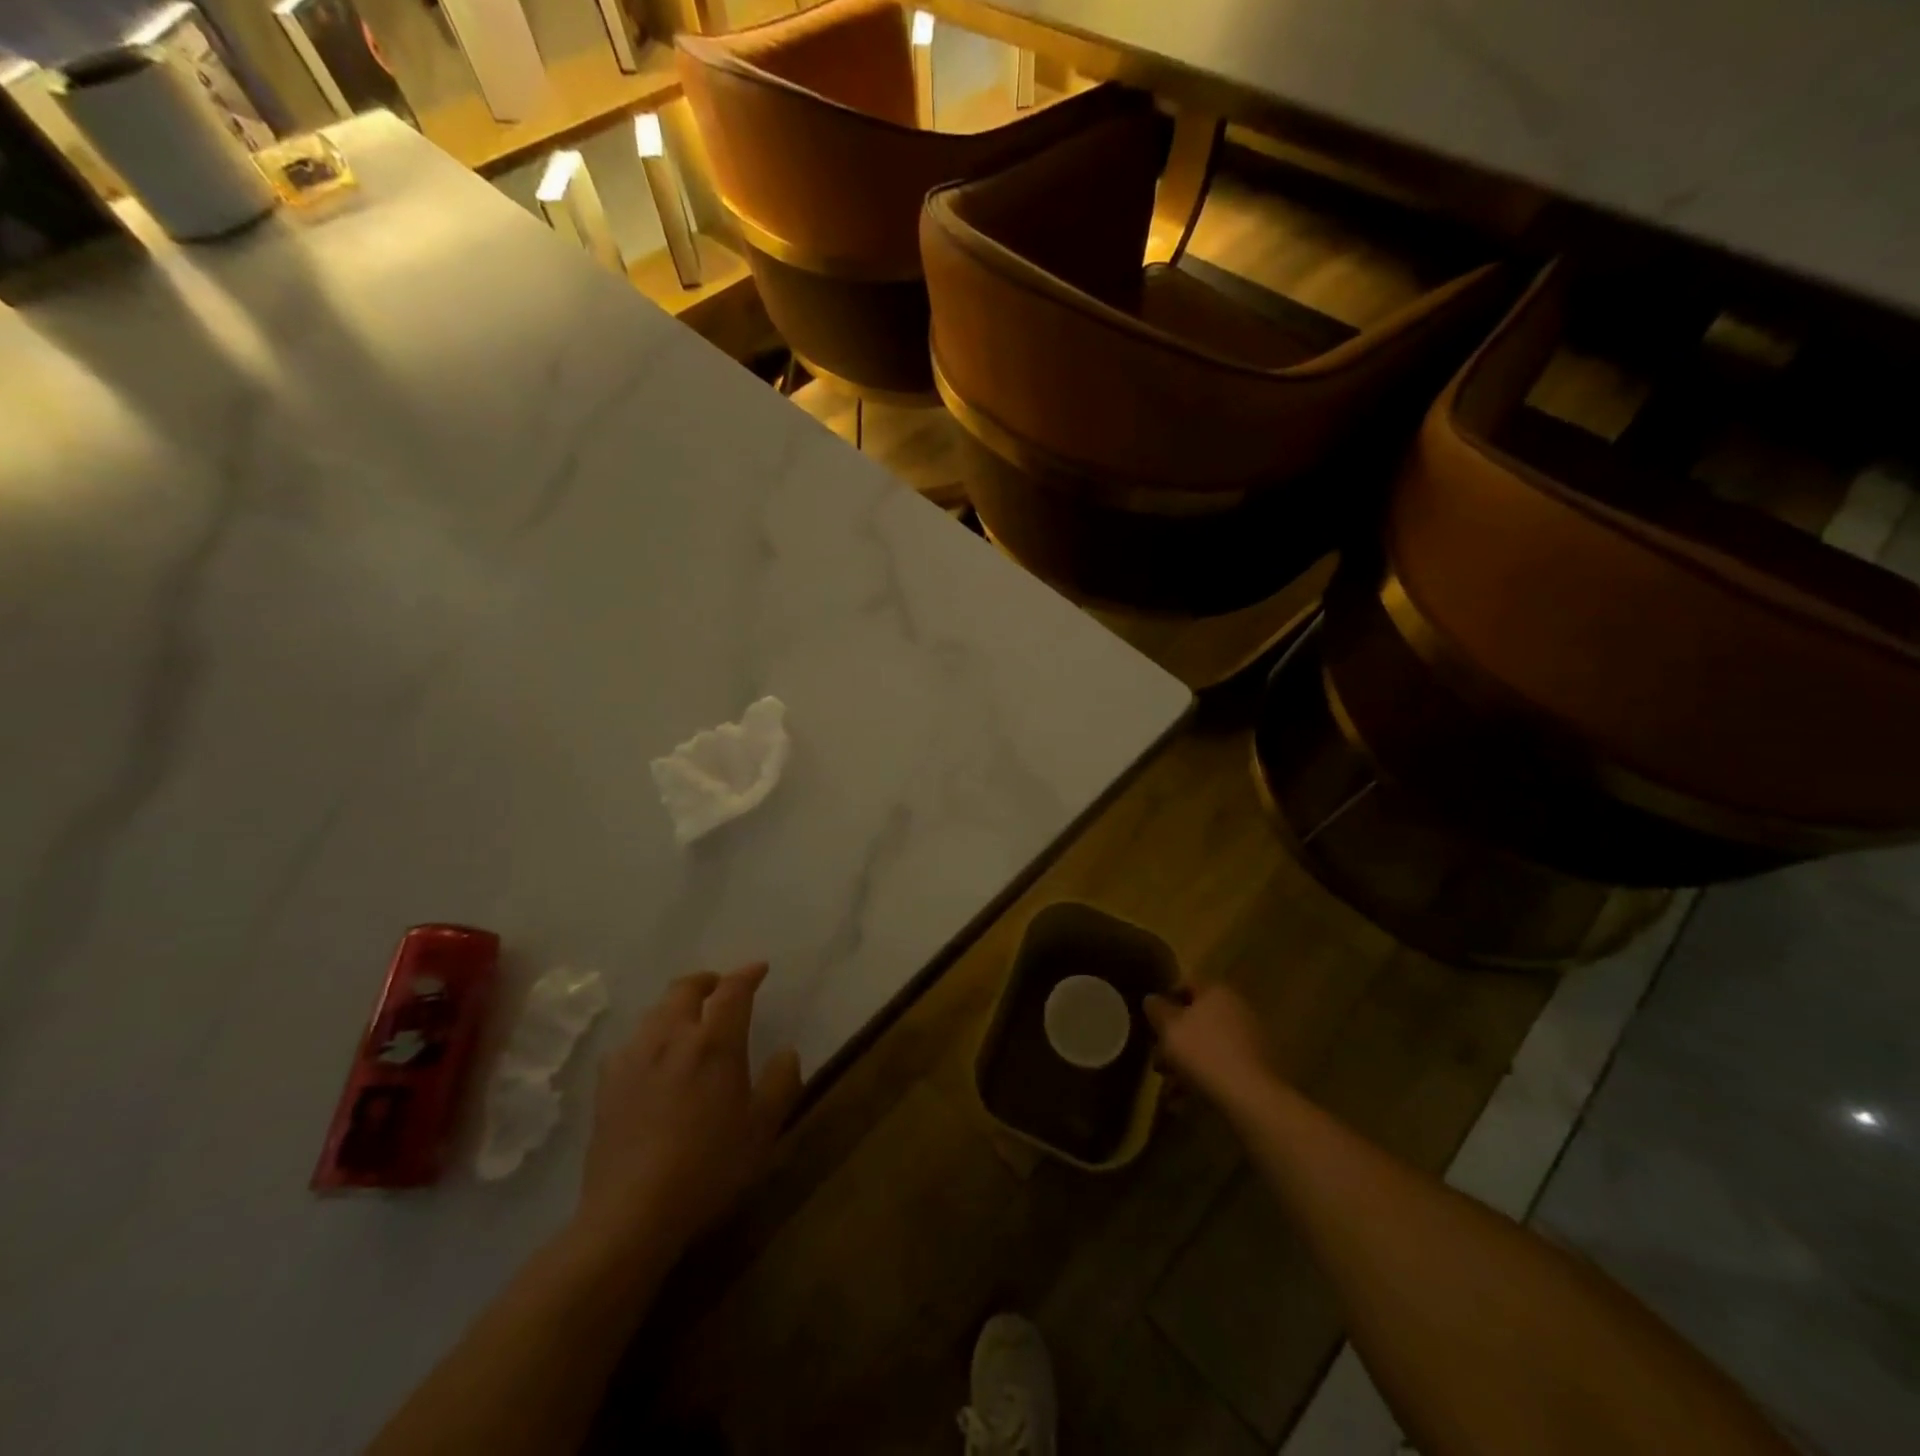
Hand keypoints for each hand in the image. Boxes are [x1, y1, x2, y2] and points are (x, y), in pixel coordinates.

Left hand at [573, 963, 801, 1263]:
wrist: (631, 1213)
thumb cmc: (708, 1167)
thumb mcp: (762, 1129)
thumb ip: (780, 1082)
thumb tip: (786, 1051)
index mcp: (714, 1042)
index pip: (733, 990)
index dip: (747, 974)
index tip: (760, 969)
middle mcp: (672, 1037)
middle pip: (685, 988)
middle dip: (707, 981)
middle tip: (720, 988)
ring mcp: (634, 1058)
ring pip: (656, 1012)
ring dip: (676, 1006)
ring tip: (688, 1021)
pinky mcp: (607, 1084)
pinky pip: (630, 1043)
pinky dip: (649, 1037)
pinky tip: (652, 1059)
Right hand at [1145, 983, 1281, 1117]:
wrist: (1250, 1097)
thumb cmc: (1203, 1052)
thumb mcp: (1169, 1028)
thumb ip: (1156, 1009)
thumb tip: (1152, 999)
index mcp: (1216, 992)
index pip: (1186, 984)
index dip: (1165, 1000)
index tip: (1150, 1021)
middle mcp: (1236, 1009)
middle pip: (1196, 1018)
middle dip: (1174, 1039)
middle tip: (1157, 1060)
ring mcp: (1249, 1039)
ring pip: (1207, 1045)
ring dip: (1185, 1063)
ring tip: (1168, 1089)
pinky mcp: (1255, 1067)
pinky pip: (1221, 1066)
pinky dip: (1203, 1079)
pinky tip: (1185, 1102)